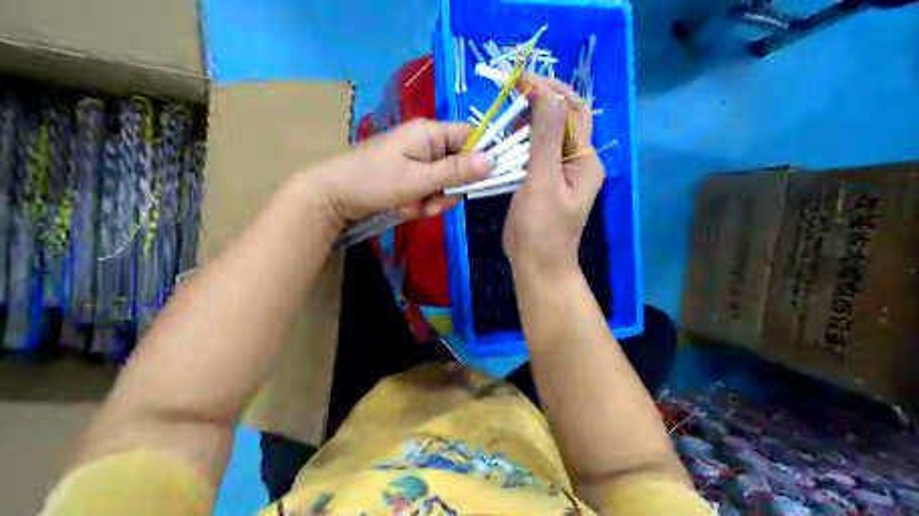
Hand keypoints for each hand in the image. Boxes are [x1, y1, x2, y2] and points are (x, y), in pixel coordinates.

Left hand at [306, 121, 495, 226]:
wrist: (331, 197)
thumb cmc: (375, 181)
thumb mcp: (420, 179)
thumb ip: (457, 171)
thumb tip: (494, 160)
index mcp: (429, 132)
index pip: (470, 136)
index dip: (480, 156)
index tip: (481, 181)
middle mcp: (425, 144)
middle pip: (458, 165)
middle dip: (448, 189)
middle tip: (431, 202)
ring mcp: (415, 162)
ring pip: (443, 183)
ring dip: (432, 200)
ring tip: (411, 206)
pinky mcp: (407, 178)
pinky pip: (427, 192)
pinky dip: (419, 204)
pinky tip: (403, 208)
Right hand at [501, 72, 605, 278]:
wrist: (536, 265)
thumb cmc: (542, 228)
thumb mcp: (543, 182)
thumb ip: (546, 138)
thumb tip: (548, 94)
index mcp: (585, 160)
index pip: (573, 112)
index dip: (551, 91)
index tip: (521, 80)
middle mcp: (577, 161)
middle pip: (561, 120)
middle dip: (538, 102)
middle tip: (510, 93)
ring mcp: (559, 171)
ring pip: (545, 135)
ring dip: (526, 122)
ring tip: (504, 114)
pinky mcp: (543, 181)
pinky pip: (533, 153)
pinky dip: (519, 142)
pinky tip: (503, 139)